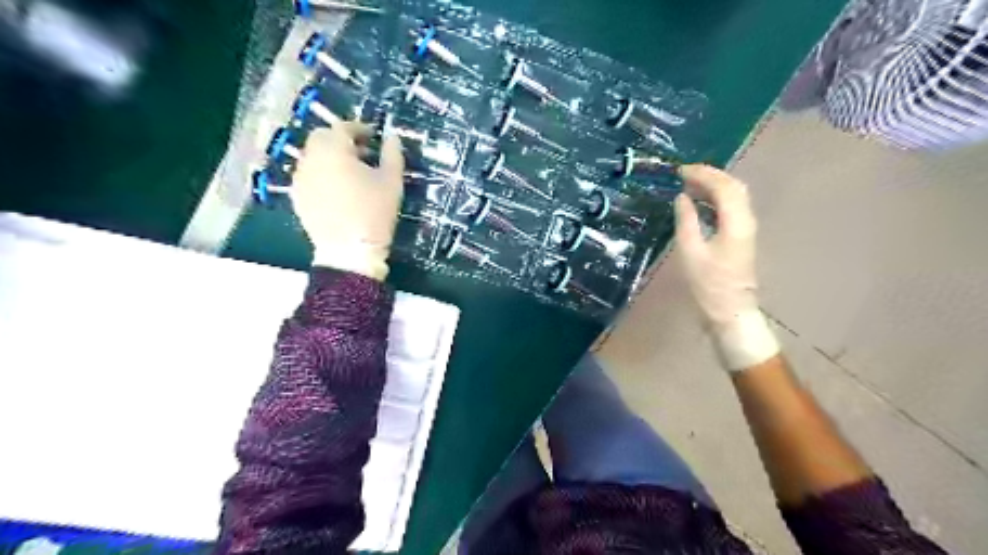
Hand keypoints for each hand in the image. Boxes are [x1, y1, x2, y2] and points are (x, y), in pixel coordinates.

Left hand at [290, 121, 403, 282]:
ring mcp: (300, 179)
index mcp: (333, 150)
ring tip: (350, 174)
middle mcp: (311, 159)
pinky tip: (337, 191)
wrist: (350, 251)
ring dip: (330, 157)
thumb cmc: (374, 213)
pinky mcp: (297, 198)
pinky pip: (308, 176)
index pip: (343, 127)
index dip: (360, 128)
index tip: (374, 137)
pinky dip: (321, 175)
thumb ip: (392, 154)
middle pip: (322, 138)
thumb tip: (392, 137)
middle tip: (362, 154)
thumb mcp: (391, 181)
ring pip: (313, 157)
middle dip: (341, 141)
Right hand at [676, 166, 774, 371]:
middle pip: (734, 187)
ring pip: (734, 197)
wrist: (730, 313)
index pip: (724, 186)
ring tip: (688, 185)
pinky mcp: (741, 238)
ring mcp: (746, 229)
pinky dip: (715, 200)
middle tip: (684, 174)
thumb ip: (686, 220)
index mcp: (736, 223)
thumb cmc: (708, 285)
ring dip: (713, 186)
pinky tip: (698, 204)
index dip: (703, 174)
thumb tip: (682, 197)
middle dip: (710, 176)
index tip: (680, 171)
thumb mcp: (691, 252)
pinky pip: (731, 209)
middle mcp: (746, 221)